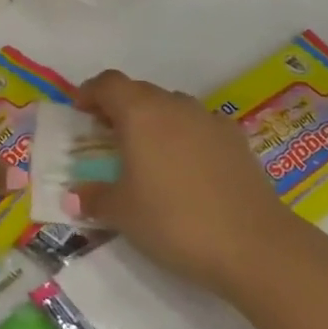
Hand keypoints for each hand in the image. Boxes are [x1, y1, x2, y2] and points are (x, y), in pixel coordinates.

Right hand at [70, 69, 285, 294]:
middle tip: (107, 135)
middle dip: (119, 107)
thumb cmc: (175, 221)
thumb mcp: (123, 214)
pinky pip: (199, 125)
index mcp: (139, 112)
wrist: (254, 244)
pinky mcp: (236, 139)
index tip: (79, 111)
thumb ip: (94, 198)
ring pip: (171, 106)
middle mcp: (173, 105)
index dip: (90, 92)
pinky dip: (185, 135)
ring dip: (153, 120)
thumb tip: (72, 197)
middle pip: (139, 91)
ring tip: (146, 152)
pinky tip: (187, 166)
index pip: (108, 84)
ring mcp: (208, 119)